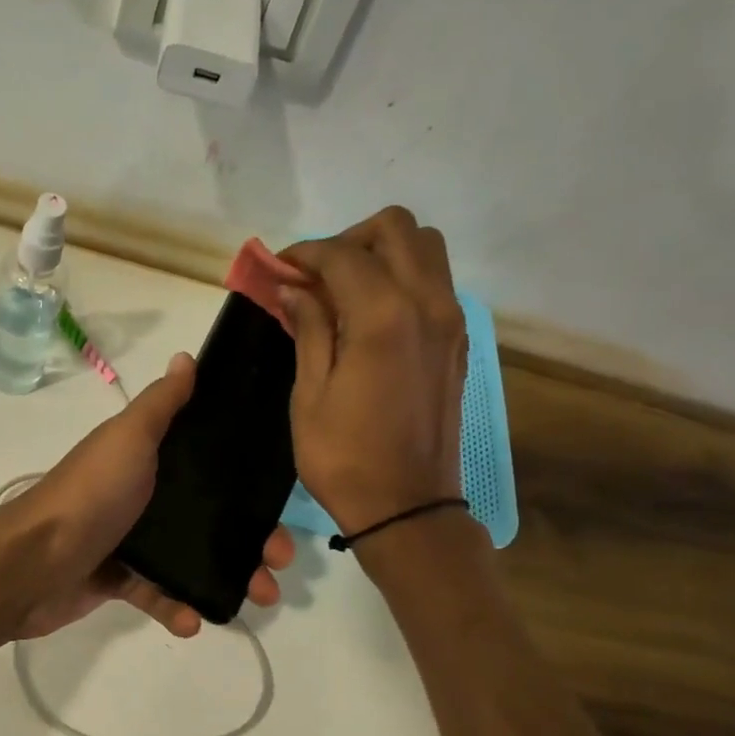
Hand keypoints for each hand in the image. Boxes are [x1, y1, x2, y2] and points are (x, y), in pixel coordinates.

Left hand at [0, 352, 294, 639]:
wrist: (31, 563)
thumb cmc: (90, 495)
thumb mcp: (129, 438)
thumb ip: (161, 404)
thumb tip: (186, 358)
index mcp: (147, 459)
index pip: (208, 465)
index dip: (248, 482)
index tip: (282, 500)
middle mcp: (142, 496)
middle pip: (209, 516)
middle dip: (250, 539)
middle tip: (279, 560)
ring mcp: (129, 541)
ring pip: (191, 559)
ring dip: (228, 577)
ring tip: (259, 596)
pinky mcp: (118, 581)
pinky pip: (157, 594)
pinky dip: (177, 608)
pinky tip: (193, 622)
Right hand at [279, 207, 468, 534]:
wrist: (406, 506)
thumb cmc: (344, 457)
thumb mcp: (310, 394)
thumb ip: (309, 329)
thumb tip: (297, 288)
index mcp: (385, 316)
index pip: (343, 254)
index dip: (304, 254)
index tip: (277, 270)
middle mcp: (428, 304)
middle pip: (396, 229)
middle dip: (349, 240)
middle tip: (316, 277)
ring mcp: (450, 322)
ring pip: (425, 249)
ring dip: (382, 254)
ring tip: (345, 291)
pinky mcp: (457, 342)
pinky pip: (435, 283)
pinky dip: (402, 279)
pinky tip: (370, 316)